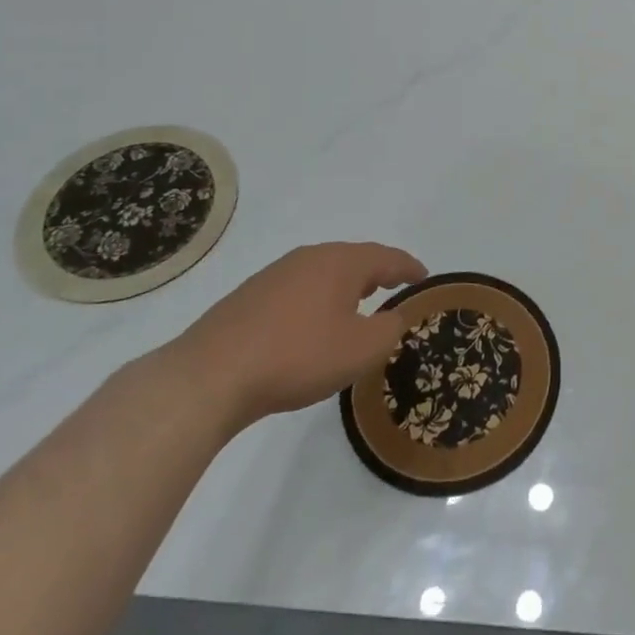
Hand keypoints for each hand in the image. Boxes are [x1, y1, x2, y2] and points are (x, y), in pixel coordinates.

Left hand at [172, 242, 425, 426]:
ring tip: (357, 305)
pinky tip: (312, 323)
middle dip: (377, 272)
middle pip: (354, 259)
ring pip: (323, 272)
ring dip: (345, 286)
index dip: (410, 267)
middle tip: (394, 288)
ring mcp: (275, 274)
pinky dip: (317, 299)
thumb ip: (391, 329)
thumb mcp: (362, 349)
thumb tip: (394, 316)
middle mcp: (310, 257)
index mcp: (342, 262)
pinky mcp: (249, 297)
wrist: (209, 377)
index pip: (387, 257)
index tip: (425, 277)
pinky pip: (298, 289)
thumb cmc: (298, 356)